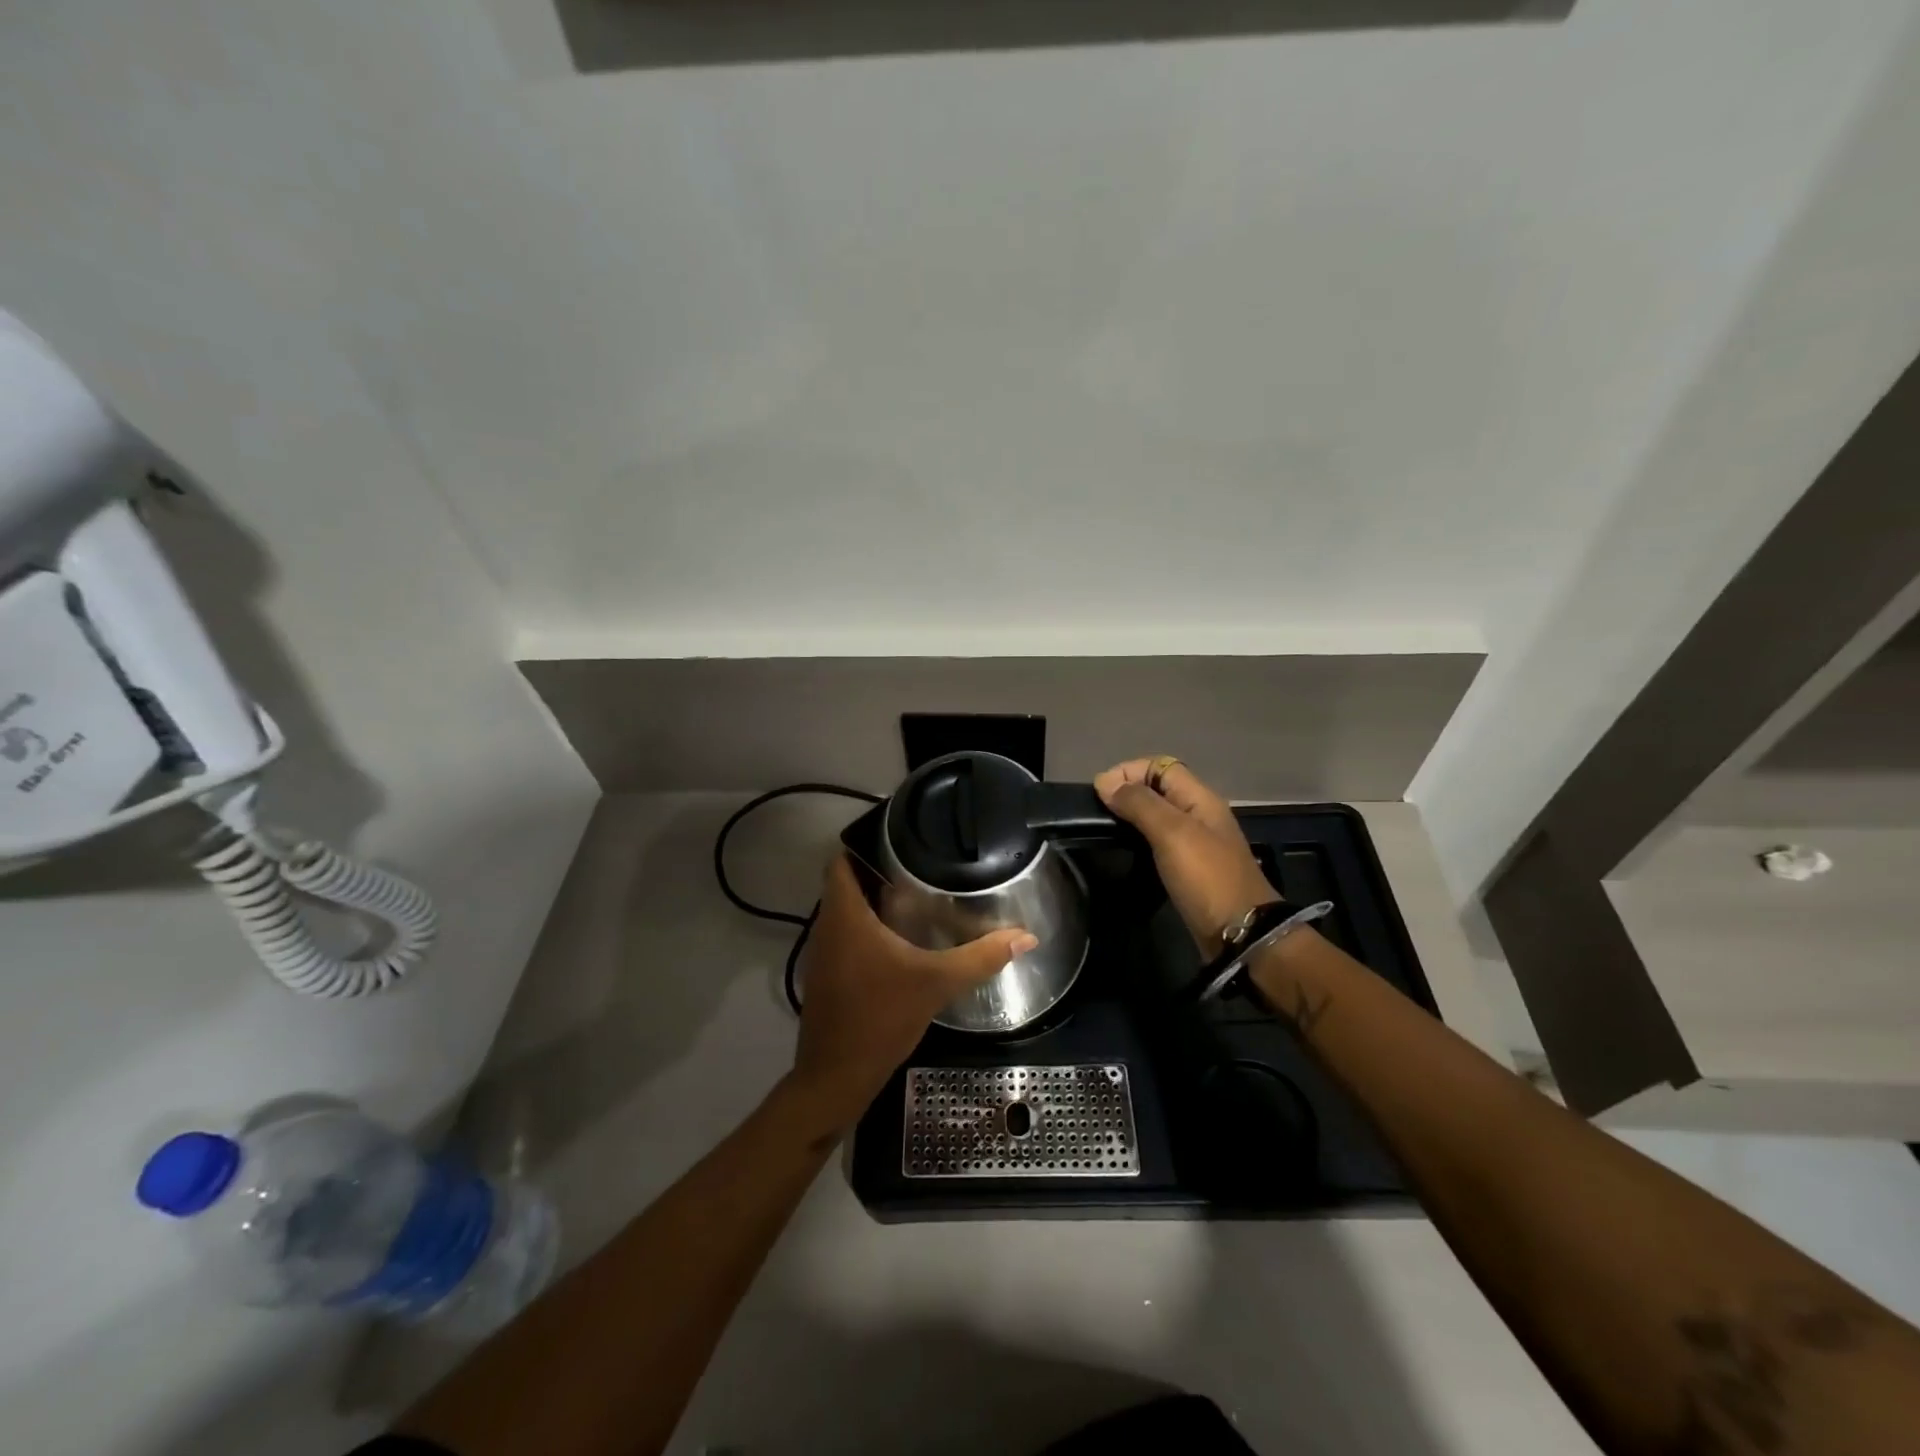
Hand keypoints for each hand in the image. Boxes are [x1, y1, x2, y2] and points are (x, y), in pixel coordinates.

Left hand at [788, 854, 1035, 1136]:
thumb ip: (980, 957)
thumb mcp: (936, 983)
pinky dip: (868, 925)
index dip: (865, 841)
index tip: (900, 835)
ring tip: (917, 890)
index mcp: (845, 916)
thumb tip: (1026, 937)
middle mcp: (828, 926)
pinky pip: (846, 933)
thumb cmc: (880, 1019)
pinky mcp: (828, 974)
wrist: (836, 1078)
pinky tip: (902, 935)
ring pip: (845, 909)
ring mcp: (823, 952)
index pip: (842, 860)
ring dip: (873, 898)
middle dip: (879, 868)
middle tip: (920, 860)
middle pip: (846, 881)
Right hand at [1094, 757, 1276, 954]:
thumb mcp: (1172, 833)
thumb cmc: (1207, 878)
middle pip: (1157, 788)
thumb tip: (1106, 782)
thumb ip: (1140, 804)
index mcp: (1200, 798)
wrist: (1241, 934)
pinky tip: (1125, 852)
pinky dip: (1139, 840)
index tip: (1100, 793)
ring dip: (1131, 816)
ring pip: (1157, 815)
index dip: (1128, 771)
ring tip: (1105, 830)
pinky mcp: (1189, 868)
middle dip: (1126, 792)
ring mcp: (1195, 843)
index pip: (1159, 765)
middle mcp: (1198, 814)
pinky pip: (1159, 842)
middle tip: (1098, 813)